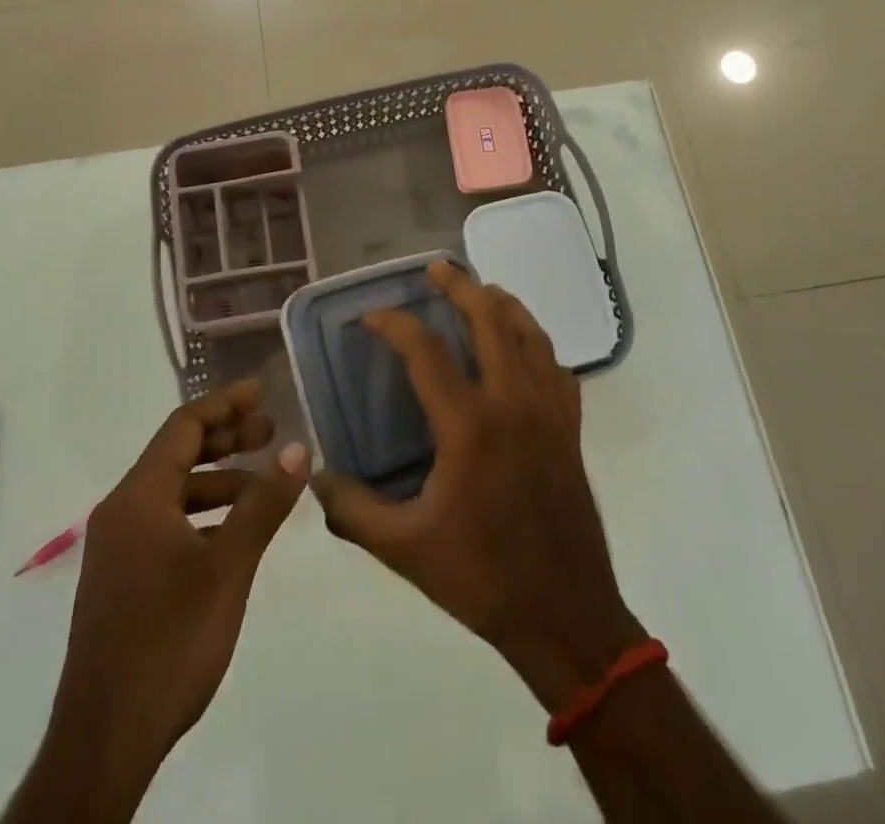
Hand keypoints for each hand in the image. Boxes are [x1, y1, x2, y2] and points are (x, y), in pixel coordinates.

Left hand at [14, 380, 307, 823]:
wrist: (105, 741)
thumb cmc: (170, 641)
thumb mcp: (228, 567)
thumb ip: (263, 504)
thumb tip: (298, 449)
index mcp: (139, 497)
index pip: (184, 426)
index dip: (226, 403)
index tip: (263, 392)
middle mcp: (122, 511)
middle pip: (178, 454)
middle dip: (227, 439)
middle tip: (272, 432)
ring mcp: (118, 547)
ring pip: (174, 492)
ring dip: (219, 481)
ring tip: (265, 485)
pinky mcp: (122, 578)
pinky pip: (166, 523)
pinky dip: (203, 515)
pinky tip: (235, 533)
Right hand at [311, 262, 645, 712]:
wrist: (565, 615)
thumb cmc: (481, 577)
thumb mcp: (403, 549)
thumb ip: (352, 511)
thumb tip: (314, 477)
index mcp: (469, 425)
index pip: (425, 351)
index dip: (393, 324)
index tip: (369, 318)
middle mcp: (512, 402)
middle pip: (489, 318)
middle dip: (459, 285)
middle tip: (435, 269)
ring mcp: (548, 411)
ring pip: (529, 333)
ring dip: (502, 304)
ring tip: (480, 291)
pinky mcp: (570, 427)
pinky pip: (555, 366)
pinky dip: (535, 343)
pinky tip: (521, 348)